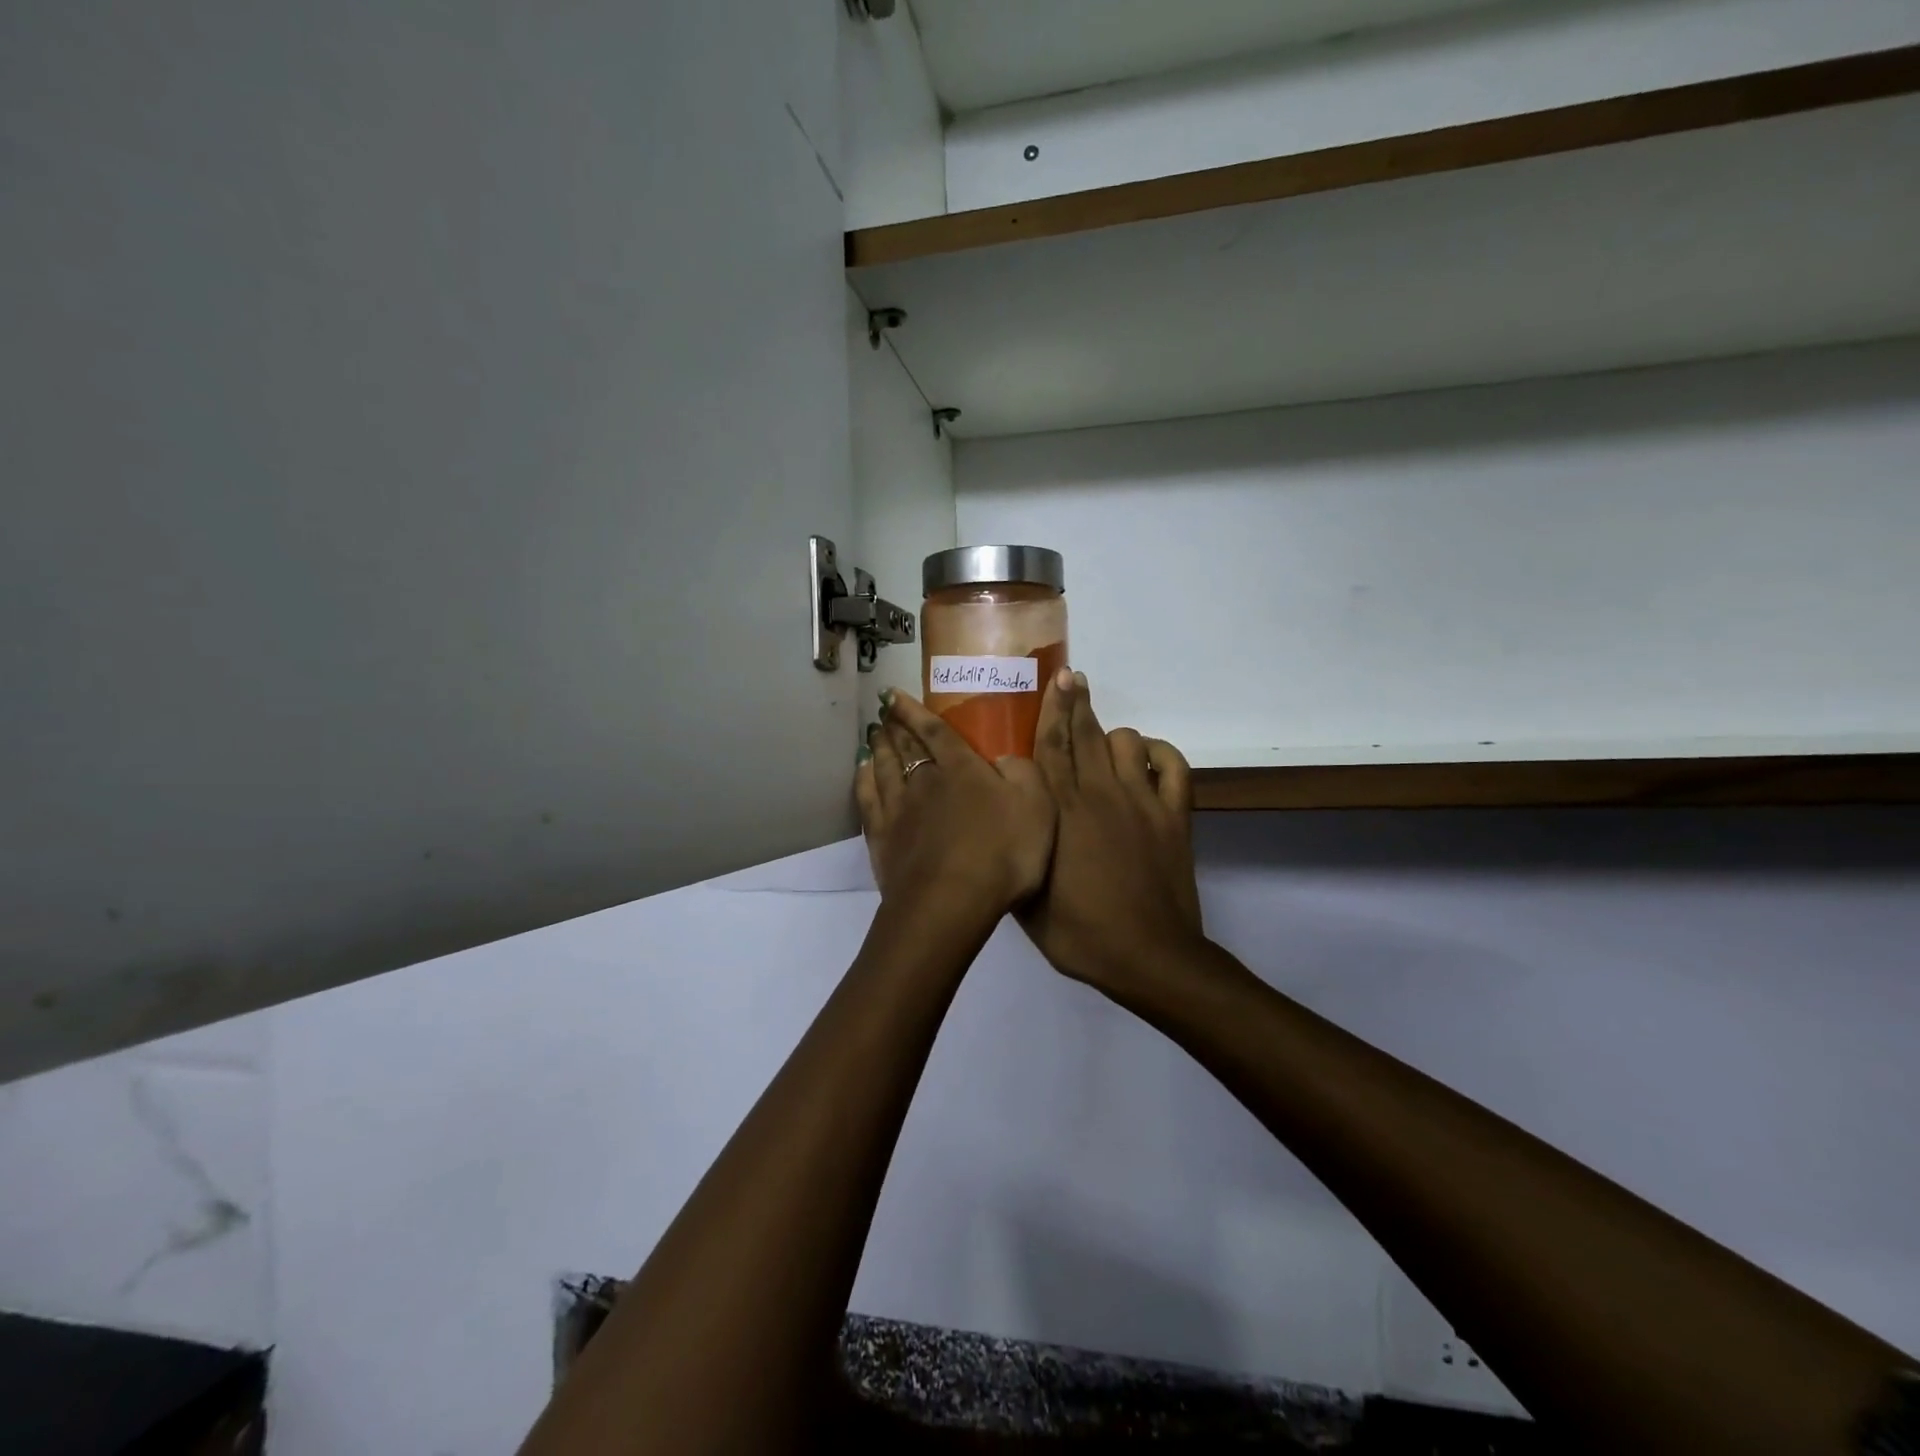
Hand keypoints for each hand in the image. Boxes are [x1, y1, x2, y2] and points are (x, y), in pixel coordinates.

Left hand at [855, 688, 1054, 921]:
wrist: (951, 902)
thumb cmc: (1002, 853)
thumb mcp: (1037, 806)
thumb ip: (1023, 772)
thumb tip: (1006, 754)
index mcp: (962, 770)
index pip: (936, 731)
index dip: (915, 711)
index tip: (894, 694)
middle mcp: (925, 781)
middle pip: (906, 747)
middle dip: (895, 726)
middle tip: (883, 711)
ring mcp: (898, 810)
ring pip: (883, 769)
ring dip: (878, 748)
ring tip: (873, 734)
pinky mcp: (882, 839)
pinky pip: (868, 800)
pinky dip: (863, 781)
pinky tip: (861, 773)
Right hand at [1018, 670, 1204, 997]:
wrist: (1147, 957)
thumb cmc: (1079, 934)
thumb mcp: (1027, 899)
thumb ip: (1018, 851)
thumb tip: (1009, 820)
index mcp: (1060, 812)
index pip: (1051, 747)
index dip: (1052, 710)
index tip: (1054, 681)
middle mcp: (1099, 794)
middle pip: (1086, 734)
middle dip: (1077, 702)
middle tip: (1072, 678)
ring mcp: (1141, 802)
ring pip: (1127, 743)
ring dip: (1113, 735)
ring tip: (1104, 741)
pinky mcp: (1173, 816)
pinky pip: (1174, 767)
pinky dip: (1162, 754)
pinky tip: (1150, 756)